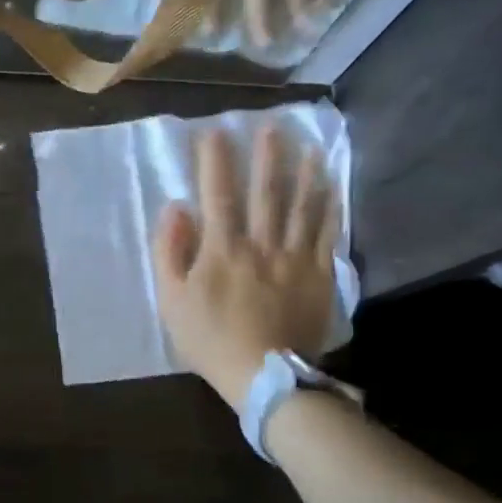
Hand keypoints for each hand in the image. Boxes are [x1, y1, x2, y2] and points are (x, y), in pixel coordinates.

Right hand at [153, 127, 341, 412]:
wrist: (265, 375)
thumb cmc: (210, 339)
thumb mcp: (172, 299)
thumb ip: (170, 251)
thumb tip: (176, 209)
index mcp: (222, 249)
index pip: (217, 194)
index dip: (215, 161)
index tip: (215, 132)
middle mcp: (261, 243)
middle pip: (266, 192)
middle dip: (267, 156)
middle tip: (271, 126)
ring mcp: (294, 258)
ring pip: (301, 206)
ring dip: (304, 173)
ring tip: (308, 145)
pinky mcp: (318, 274)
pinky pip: (326, 233)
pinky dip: (329, 207)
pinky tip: (331, 187)